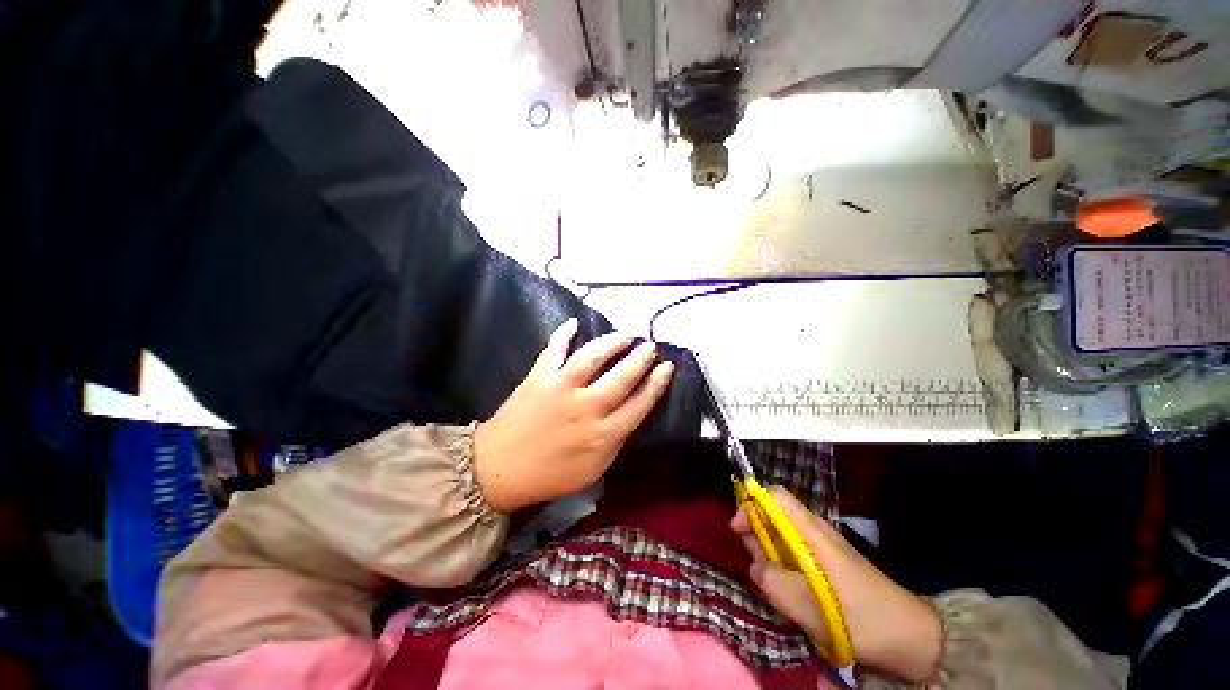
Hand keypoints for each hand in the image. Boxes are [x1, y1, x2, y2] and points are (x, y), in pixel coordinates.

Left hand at [474, 319, 673, 513]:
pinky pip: (554, 350)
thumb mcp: (593, 469)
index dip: (657, 383)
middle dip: (641, 358)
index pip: (640, 404)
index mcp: (603, 435)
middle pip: (622, 377)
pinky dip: (563, 334)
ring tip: (626, 335)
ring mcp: (561, 389)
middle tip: (650, 346)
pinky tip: (573, 323)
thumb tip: (630, 412)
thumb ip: (615, 440)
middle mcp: (586, 408)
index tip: (666, 367)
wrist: (499, 470)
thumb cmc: (550, 475)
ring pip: (593, 357)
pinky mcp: (539, 378)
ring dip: (612, 342)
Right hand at [730, 488, 941, 682]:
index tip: (738, 530)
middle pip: (775, 515)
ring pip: (783, 536)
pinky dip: (784, 565)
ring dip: (769, 554)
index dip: (751, 504)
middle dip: (756, 534)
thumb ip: (772, 581)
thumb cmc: (858, 617)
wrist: (909, 637)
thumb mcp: (807, 606)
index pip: (775, 496)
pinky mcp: (829, 563)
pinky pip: (796, 553)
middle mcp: (815, 531)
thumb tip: (755, 567)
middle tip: (756, 566)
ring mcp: (824, 547)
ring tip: (772, 584)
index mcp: (811, 531)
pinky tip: (790, 591)